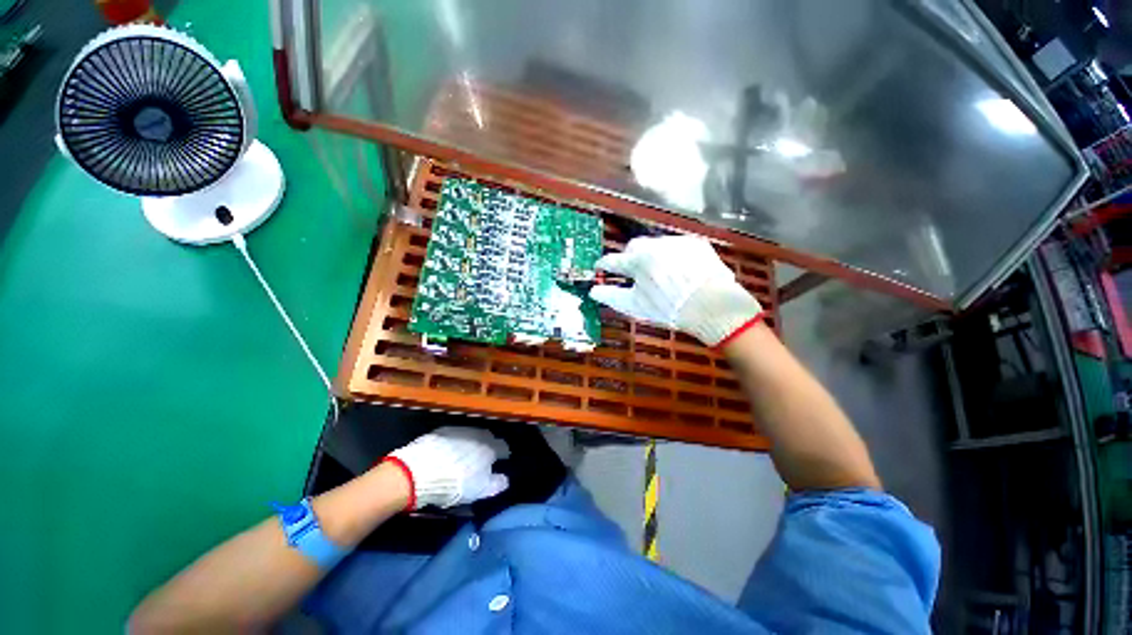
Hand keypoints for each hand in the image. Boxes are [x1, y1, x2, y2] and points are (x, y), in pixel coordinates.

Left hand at [386, 427, 509, 509]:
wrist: (418, 471)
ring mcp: (458, 430)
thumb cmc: (455, 483)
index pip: (502, 446)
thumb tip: (505, 479)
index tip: (502, 460)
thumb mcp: (480, 490)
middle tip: (483, 458)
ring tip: (464, 456)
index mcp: (489, 447)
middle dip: (487, 445)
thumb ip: (496, 484)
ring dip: (470, 443)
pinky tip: (446, 454)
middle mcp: (477, 434)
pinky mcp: (439, 432)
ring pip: (470, 435)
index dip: (503, 454)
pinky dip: (453, 444)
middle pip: (487, 438)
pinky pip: (452, 437)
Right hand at [589, 236, 762, 346]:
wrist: (713, 307)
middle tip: (634, 273)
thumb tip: (593, 292)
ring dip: (653, 256)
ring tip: (660, 275)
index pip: (613, 260)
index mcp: (638, 261)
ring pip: (656, 245)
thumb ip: (611, 297)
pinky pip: (678, 247)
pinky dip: (674, 256)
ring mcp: (678, 242)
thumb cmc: (669, 309)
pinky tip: (680, 272)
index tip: (600, 267)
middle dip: (630, 258)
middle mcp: (656, 245)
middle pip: (634, 247)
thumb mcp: (636, 306)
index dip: (604, 264)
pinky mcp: (696, 244)